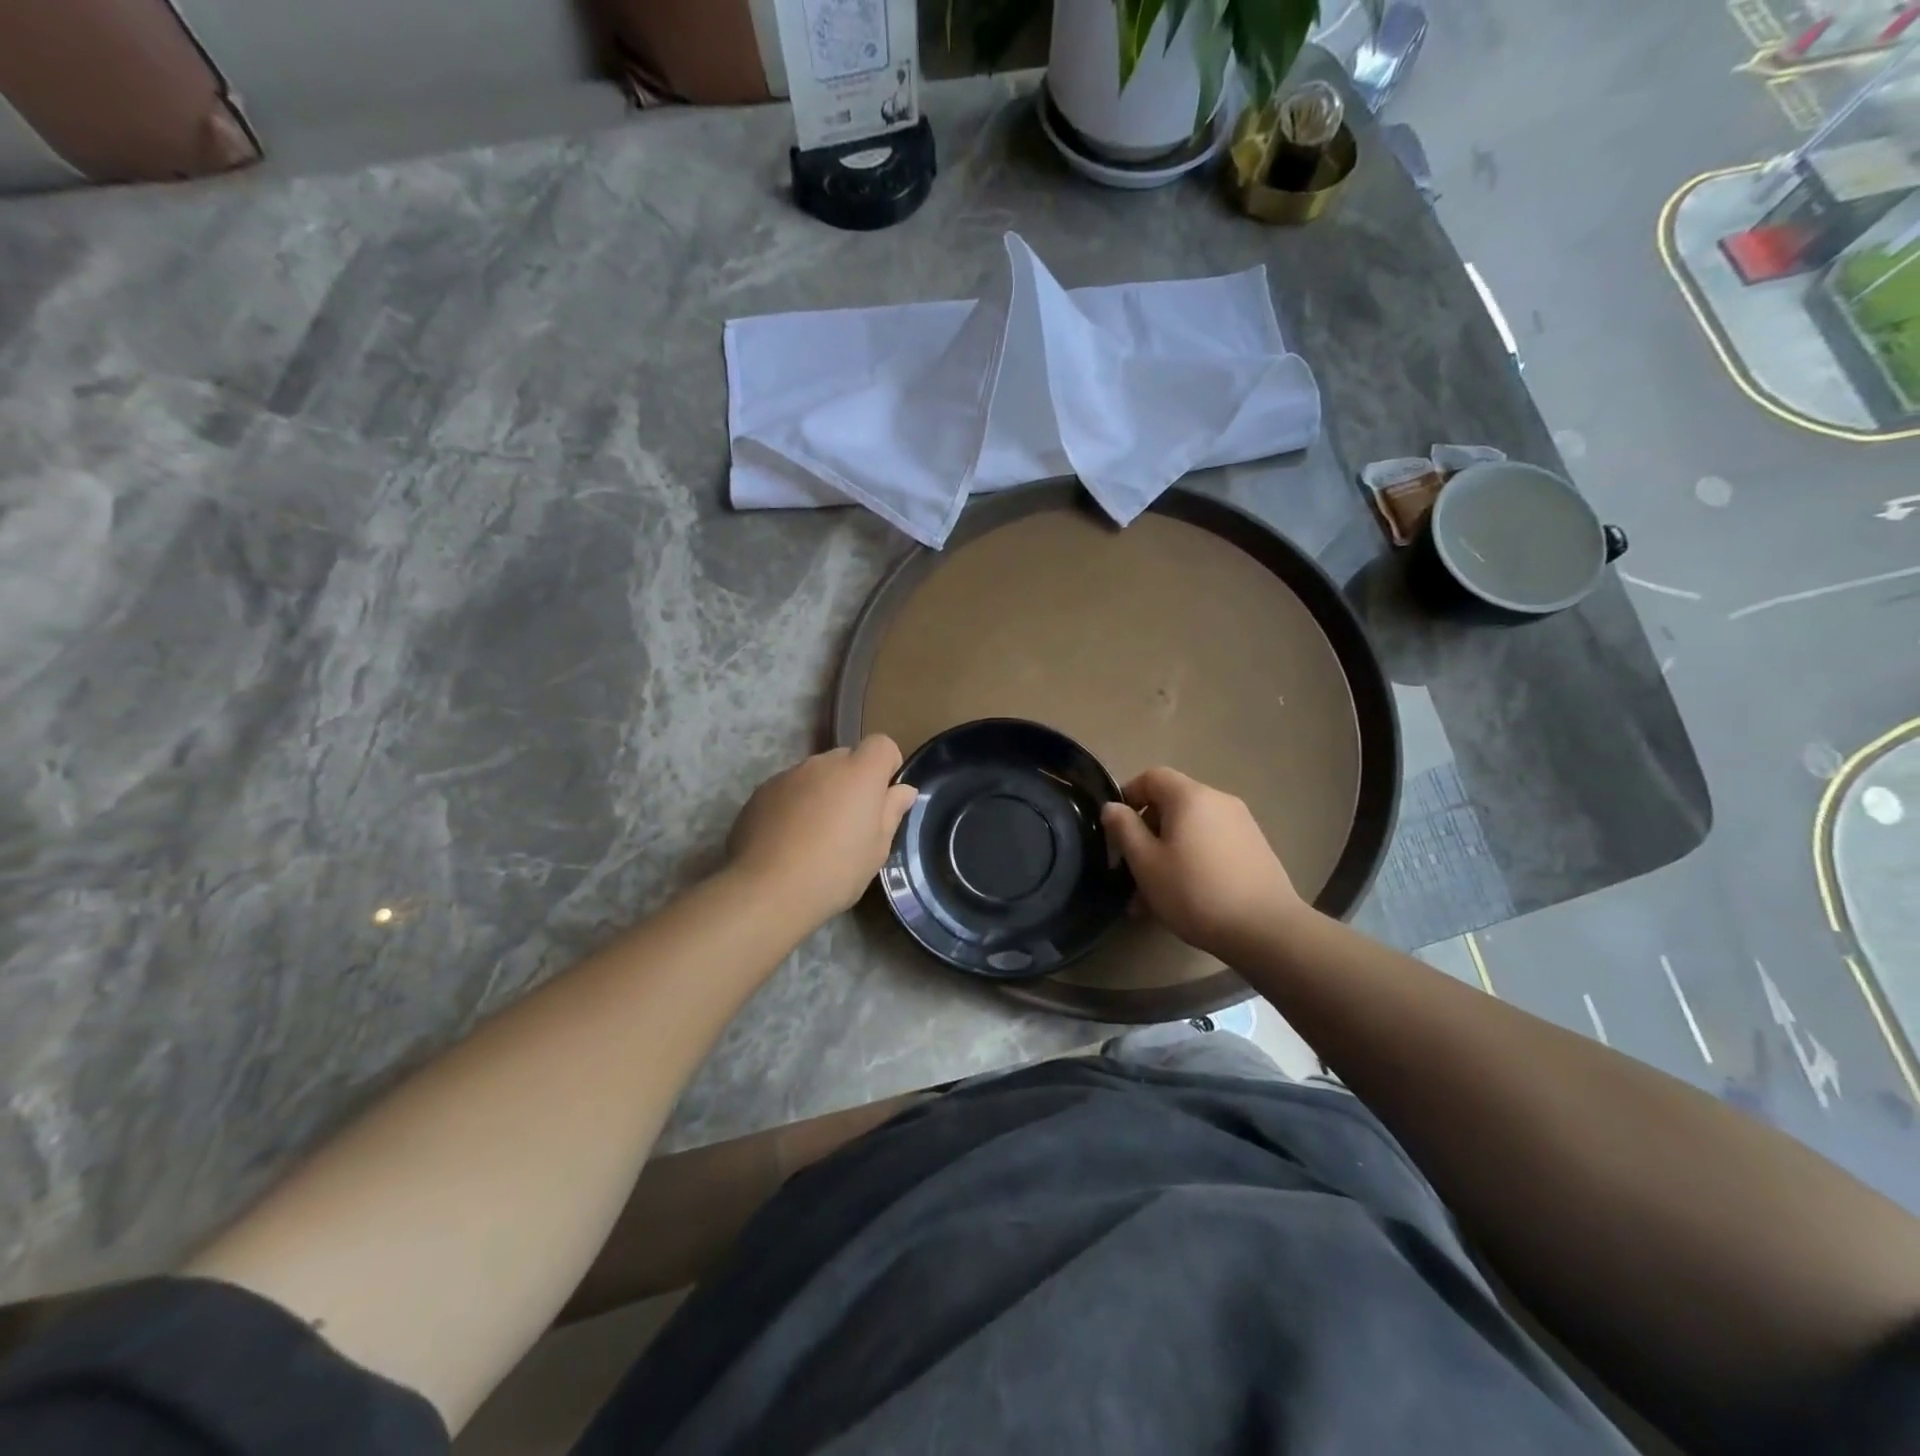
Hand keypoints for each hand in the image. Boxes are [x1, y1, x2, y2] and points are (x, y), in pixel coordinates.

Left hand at [728, 736, 917, 922]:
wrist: (767, 891)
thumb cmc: (835, 871)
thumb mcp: (877, 849)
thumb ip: (891, 811)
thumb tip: (903, 790)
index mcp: (859, 773)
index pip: (881, 744)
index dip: (887, 766)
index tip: (883, 797)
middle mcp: (823, 764)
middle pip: (846, 759)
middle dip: (853, 781)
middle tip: (850, 822)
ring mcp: (788, 775)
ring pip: (815, 775)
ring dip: (822, 792)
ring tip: (814, 834)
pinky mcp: (761, 792)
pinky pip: (788, 789)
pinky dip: (794, 804)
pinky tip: (788, 840)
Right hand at [1100, 767, 1306, 957]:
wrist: (1266, 930)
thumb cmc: (1195, 892)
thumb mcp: (1146, 863)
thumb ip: (1124, 829)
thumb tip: (1112, 807)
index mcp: (1190, 796)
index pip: (1152, 776)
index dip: (1128, 795)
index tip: (1115, 829)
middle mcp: (1218, 801)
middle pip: (1172, 804)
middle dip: (1146, 834)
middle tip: (1131, 871)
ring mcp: (1241, 825)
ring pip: (1190, 830)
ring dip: (1166, 854)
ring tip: (1152, 898)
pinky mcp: (1254, 849)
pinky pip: (1211, 845)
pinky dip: (1192, 861)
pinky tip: (1183, 898)